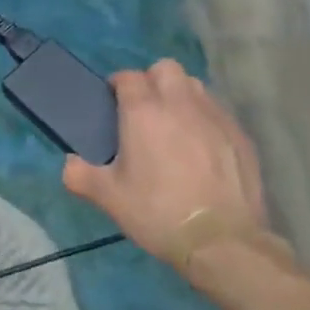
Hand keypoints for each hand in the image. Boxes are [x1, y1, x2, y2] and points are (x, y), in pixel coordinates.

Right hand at [63, 61, 267, 277]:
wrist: (223, 242)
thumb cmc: (158, 213)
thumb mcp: (109, 198)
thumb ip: (80, 175)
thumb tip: (69, 163)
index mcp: (143, 112)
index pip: (127, 77)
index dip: (117, 85)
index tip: (112, 103)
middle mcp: (180, 103)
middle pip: (165, 68)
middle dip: (152, 80)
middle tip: (144, 110)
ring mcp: (214, 116)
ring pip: (194, 85)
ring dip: (180, 95)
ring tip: (174, 124)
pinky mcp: (240, 135)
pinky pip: (218, 110)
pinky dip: (205, 118)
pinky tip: (202, 146)